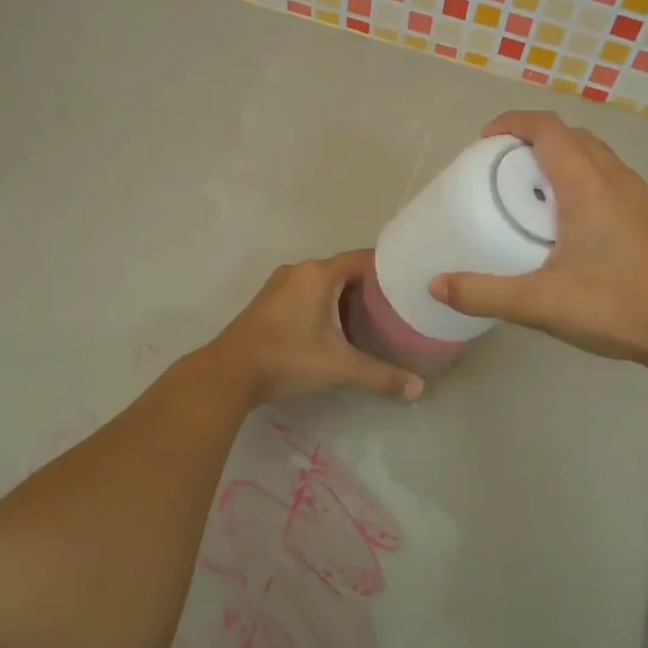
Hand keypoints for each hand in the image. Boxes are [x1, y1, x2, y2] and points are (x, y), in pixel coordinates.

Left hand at [208, 249, 424, 404]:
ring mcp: (280, 286)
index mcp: (318, 274)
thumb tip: (419, 389)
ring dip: (347, 299)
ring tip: (374, 320)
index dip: (389, 269)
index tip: (410, 284)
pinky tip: (337, 330)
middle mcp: (299, 271)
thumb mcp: (339, 367)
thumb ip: (381, 375)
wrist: (227, 374)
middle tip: (398, 308)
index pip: (364, 259)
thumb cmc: (287, 359)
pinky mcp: (269, 303)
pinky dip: (326, 306)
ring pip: (324, 284)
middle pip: (345, 271)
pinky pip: (307, 294)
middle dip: (370, 289)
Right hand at [429, 111, 647, 366]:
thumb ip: (484, 293)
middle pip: (573, 136)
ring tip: (536, 190)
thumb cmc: (613, 307)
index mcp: (587, 186)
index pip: (548, 129)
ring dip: (564, 157)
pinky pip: (611, 178)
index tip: (487, 138)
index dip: (515, 122)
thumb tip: (436, 284)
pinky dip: (585, 177)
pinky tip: (573, 222)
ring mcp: (639, 198)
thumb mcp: (539, 303)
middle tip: (505, 166)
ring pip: (597, 156)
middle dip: (536, 139)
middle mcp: (616, 180)